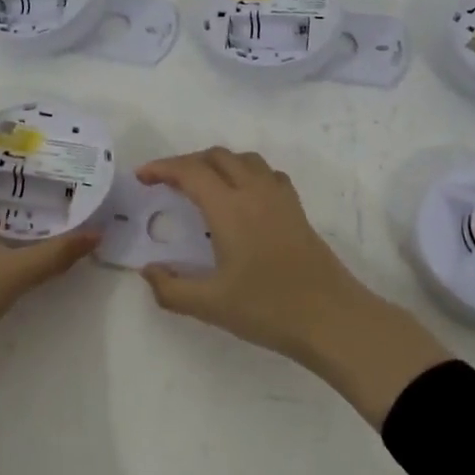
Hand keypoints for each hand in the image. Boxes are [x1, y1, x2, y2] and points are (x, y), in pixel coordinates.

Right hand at [137, 148, 451, 425]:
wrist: (332, 318)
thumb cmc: (268, 308)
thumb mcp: (210, 305)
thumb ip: (171, 288)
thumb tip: (148, 270)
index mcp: (229, 207)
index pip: (190, 171)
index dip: (162, 168)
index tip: (142, 176)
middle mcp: (254, 191)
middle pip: (216, 156)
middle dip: (186, 162)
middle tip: (166, 183)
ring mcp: (279, 197)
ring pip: (244, 159)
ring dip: (217, 163)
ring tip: (201, 184)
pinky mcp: (296, 208)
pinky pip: (266, 173)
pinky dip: (245, 172)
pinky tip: (242, 196)